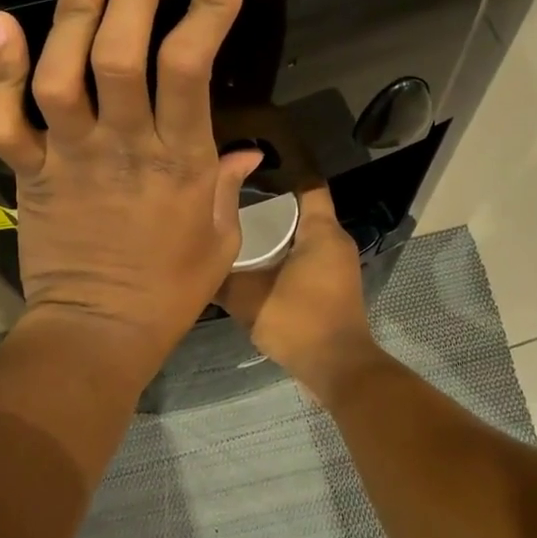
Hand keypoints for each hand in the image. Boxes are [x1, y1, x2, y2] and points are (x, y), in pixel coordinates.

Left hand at [0, 0, 262, 378]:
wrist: (98, 333)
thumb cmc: (170, 290)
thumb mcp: (220, 239)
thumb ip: (228, 185)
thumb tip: (246, 147)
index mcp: (179, 161)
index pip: (193, 70)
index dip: (208, 7)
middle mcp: (123, 146)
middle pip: (122, 54)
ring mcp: (70, 157)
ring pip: (62, 74)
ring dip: (68, 10)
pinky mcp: (29, 175)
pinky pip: (5, 121)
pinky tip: (1, 23)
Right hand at [218, 187, 381, 399]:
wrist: (338, 368)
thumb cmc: (298, 321)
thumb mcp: (248, 298)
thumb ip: (222, 278)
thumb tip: (198, 262)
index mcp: (321, 231)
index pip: (308, 184)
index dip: (281, 172)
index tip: (249, 169)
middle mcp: (335, 241)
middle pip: (302, 210)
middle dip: (270, 205)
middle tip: (232, 202)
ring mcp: (338, 265)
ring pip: (304, 236)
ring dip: (277, 234)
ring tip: (238, 231)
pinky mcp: (335, 287)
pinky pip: (308, 257)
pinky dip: (285, 255)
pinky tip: (257, 265)